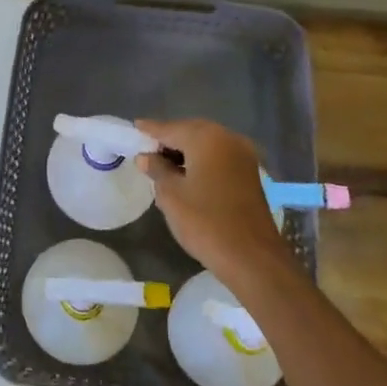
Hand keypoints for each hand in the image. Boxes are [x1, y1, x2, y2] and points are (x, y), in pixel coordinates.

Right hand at [136, 117, 297, 293]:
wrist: (252, 258)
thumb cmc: (205, 222)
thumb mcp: (171, 195)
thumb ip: (157, 169)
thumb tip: (146, 156)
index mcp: (206, 138)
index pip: (170, 128)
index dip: (150, 130)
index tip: (134, 128)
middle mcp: (227, 137)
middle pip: (190, 132)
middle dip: (169, 139)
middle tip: (146, 150)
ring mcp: (243, 154)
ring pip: (206, 144)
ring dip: (185, 151)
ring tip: (163, 164)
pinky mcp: (249, 172)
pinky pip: (218, 157)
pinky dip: (201, 160)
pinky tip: (187, 174)